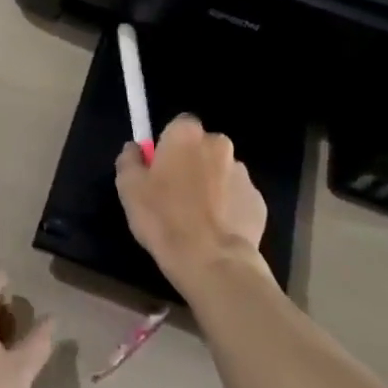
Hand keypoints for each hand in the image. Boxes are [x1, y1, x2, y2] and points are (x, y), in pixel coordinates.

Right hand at [116, 113, 268, 290]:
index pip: (179, 125)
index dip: (169, 145)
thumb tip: (135, 149)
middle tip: (176, 194)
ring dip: (211, 186)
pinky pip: (238, 198)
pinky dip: (228, 208)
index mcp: (187, 135)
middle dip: (192, 163)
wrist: (212, 261)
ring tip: (197, 219)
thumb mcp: (129, 188)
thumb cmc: (164, 218)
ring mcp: (243, 174)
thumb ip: (129, 159)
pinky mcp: (259, 202)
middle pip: (202, 147)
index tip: (160, 168)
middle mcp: (219, 145)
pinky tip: (216, 232)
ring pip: (221, 173)